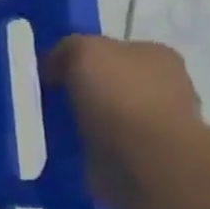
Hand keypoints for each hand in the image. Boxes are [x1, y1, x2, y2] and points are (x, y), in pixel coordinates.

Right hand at [44, 35, 198, 208]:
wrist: (146, 159)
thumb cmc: (120, 95)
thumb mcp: (83, 49)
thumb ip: (67, 49)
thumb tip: (54, 67)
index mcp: (156, 56)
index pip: (112, 49)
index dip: (78, 56)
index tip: (50, 70)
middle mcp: (163, 86)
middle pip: (109, 81)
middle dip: (79, 88)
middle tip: (46, 96)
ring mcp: (156, 124)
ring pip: (104, 113)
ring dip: (80, 118)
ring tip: (46, 122)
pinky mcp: (142, 156)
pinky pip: (102, 142)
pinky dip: (83, 143)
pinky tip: (62, 143)